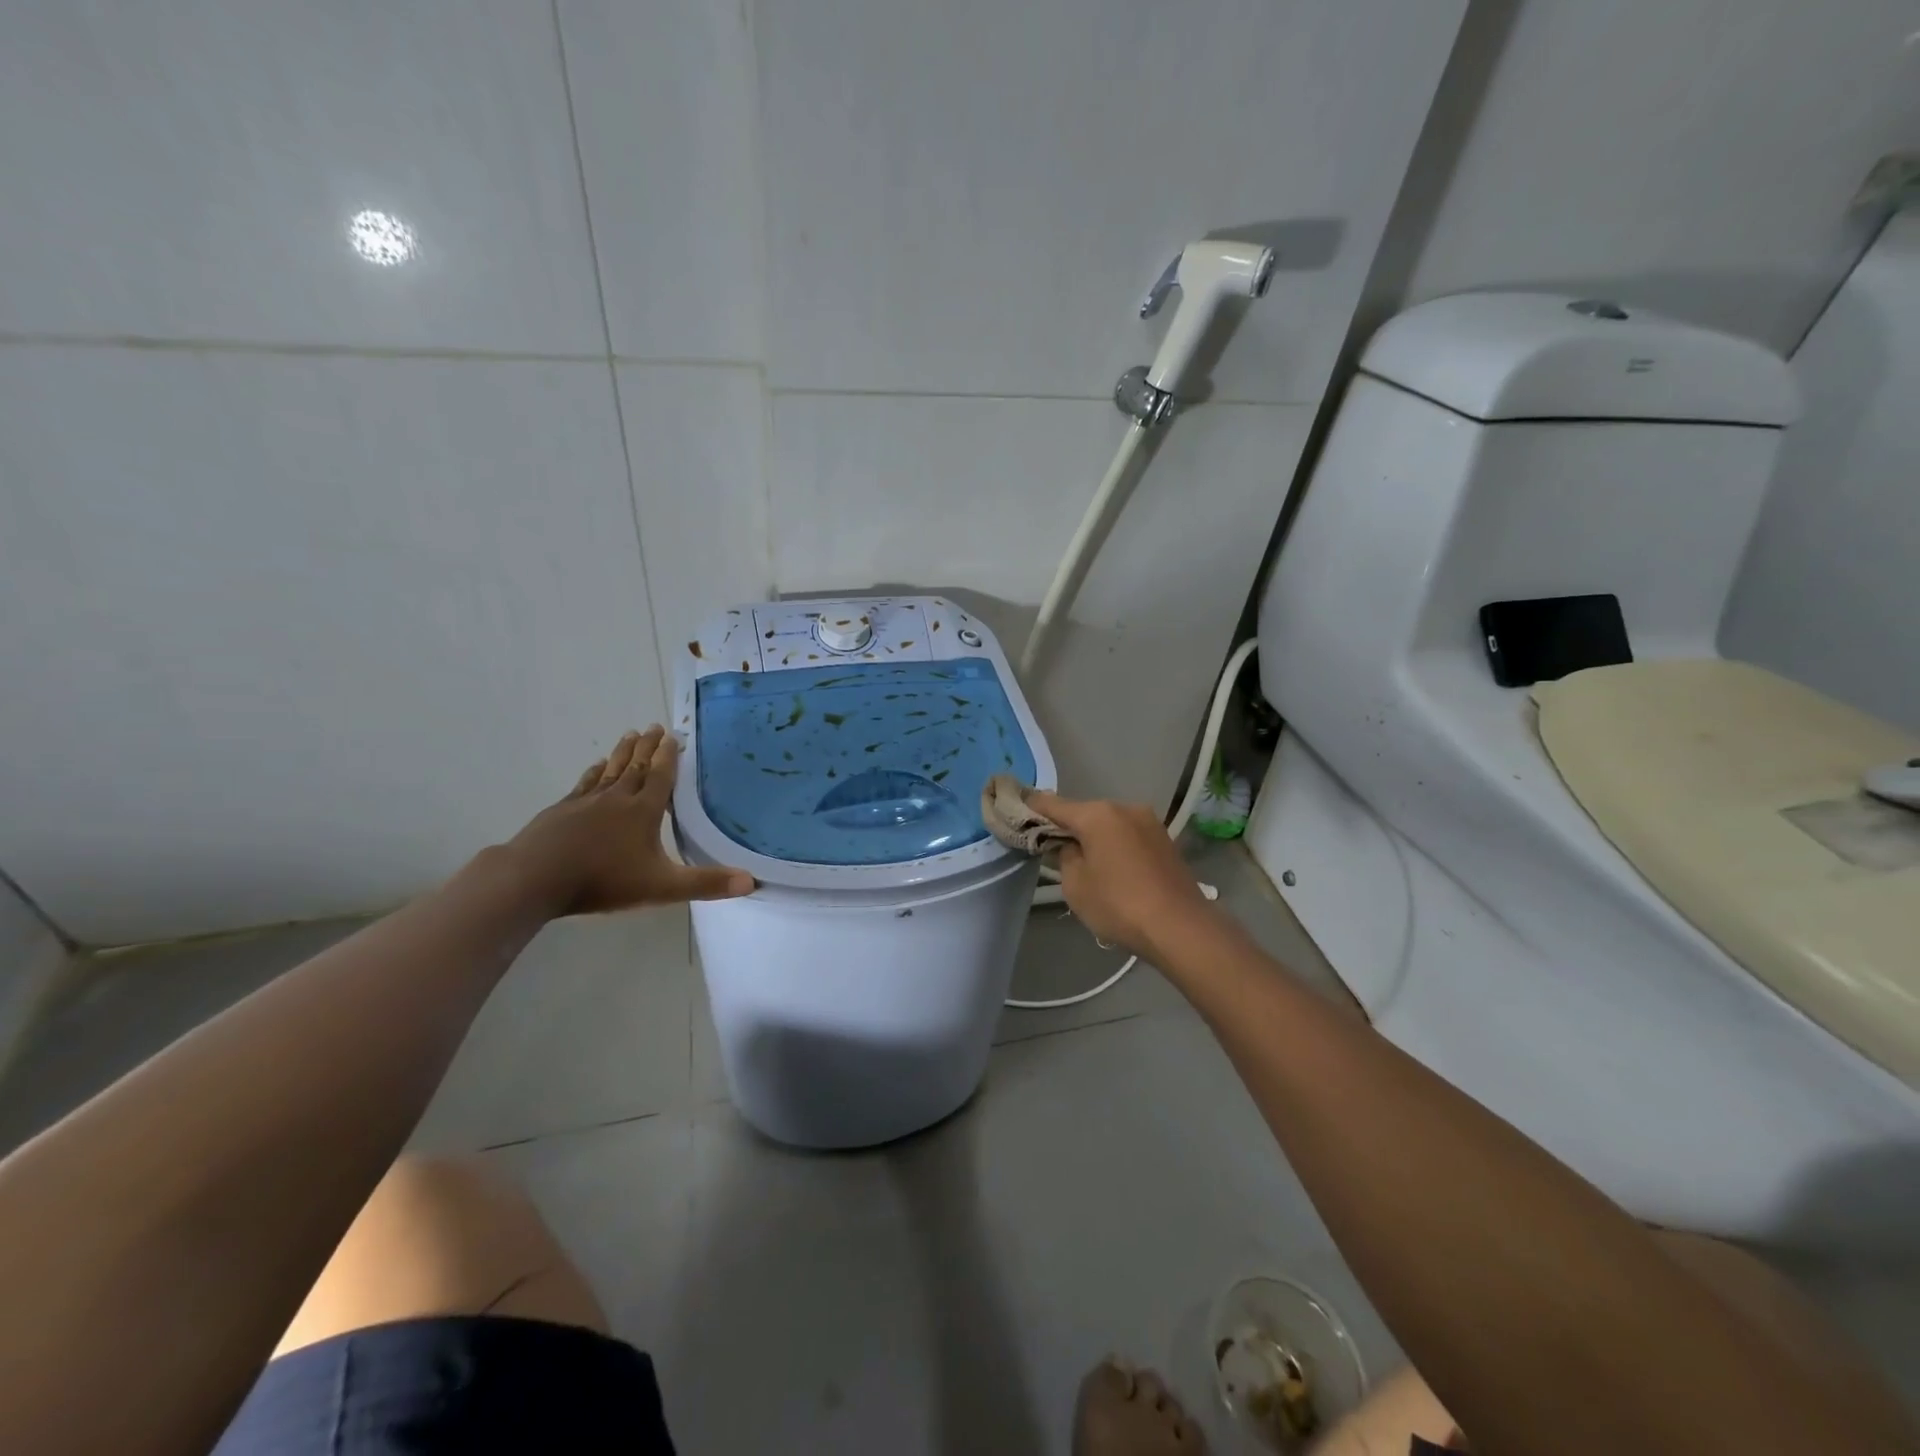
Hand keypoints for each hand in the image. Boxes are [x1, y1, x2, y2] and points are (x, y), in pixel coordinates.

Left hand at [507, 727, 753, 915]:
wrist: (535, 878)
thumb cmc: (603, 880)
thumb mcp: (662, 887)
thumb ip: (706, 884)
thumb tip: (751, 882)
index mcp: (643, 811)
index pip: (660, 776)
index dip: (668, 756)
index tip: (673, 735)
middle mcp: (617, 798)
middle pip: (635, 766)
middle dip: (647, 747)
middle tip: (655, 726)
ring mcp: (586, 802)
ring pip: (610, 770)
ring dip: (622, 752)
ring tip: (630, 734)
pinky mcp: (561, 811)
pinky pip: (584, 784)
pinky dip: (593, 772)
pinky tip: (594, 767)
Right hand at [1025, 791, 1219, 962]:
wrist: (1180, 927)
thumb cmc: (1119, 905)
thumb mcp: (1075, 885)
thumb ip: (1064, 856)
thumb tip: (1069, 846)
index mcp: (1098, 814)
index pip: (1053, 804)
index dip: (1031, 806)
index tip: (1014, 806)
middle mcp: (1124, 808)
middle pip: (1083, 812)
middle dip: (1066, 826)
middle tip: (1050, 846)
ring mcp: (1148, 822)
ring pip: (1108, 823)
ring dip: (1093, 836)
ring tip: (1084, 861)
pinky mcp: (1164, 839)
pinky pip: (1127, 835)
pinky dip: (1114, 844)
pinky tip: (1111, 866)